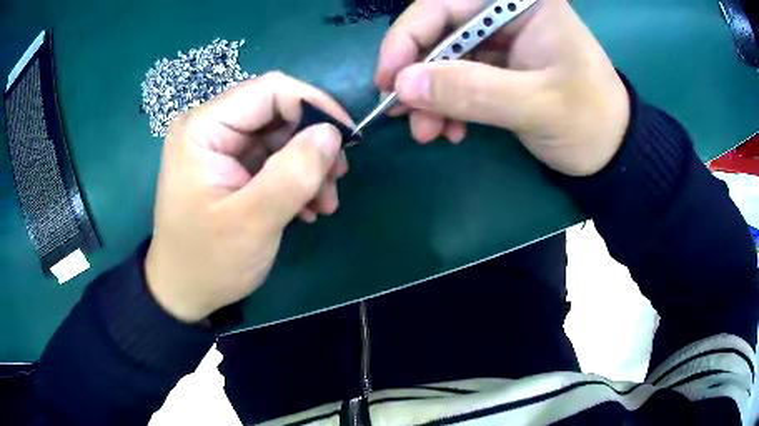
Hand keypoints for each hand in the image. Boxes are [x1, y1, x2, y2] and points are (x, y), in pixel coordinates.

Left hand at [145, 72, 351, 322]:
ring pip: (280, 136)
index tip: (347, 139)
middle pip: (278, 111)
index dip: (315, 106)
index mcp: (203, 128)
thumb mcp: (252, 222)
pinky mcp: (230, 166)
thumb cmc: (208, 261)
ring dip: (308, 166)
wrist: (184, 292)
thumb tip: (332, 133)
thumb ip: (293, 173)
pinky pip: (272, 158)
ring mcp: (220, 147)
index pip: (270, 90)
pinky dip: (295, 179)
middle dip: (313, 143)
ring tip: (324, 204)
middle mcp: (210, 127)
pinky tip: (307, 209)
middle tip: (337, 180)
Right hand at [376, 0, 629, 176]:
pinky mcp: (499, 64)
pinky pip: (459, 76)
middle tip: (405, 115)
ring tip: (429, 133)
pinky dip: (448, 104)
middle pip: (440, 29)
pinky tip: (451, 130)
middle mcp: (506, 11)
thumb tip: (403, 86)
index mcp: (522, 2)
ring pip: (445, 56)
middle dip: (420, 74)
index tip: (389, 80)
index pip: (446, 3)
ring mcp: (501, 38)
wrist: (611, 152)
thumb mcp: (536, 106)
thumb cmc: (589, 122)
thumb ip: (472, 91)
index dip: (408, 36)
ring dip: (431, 95)